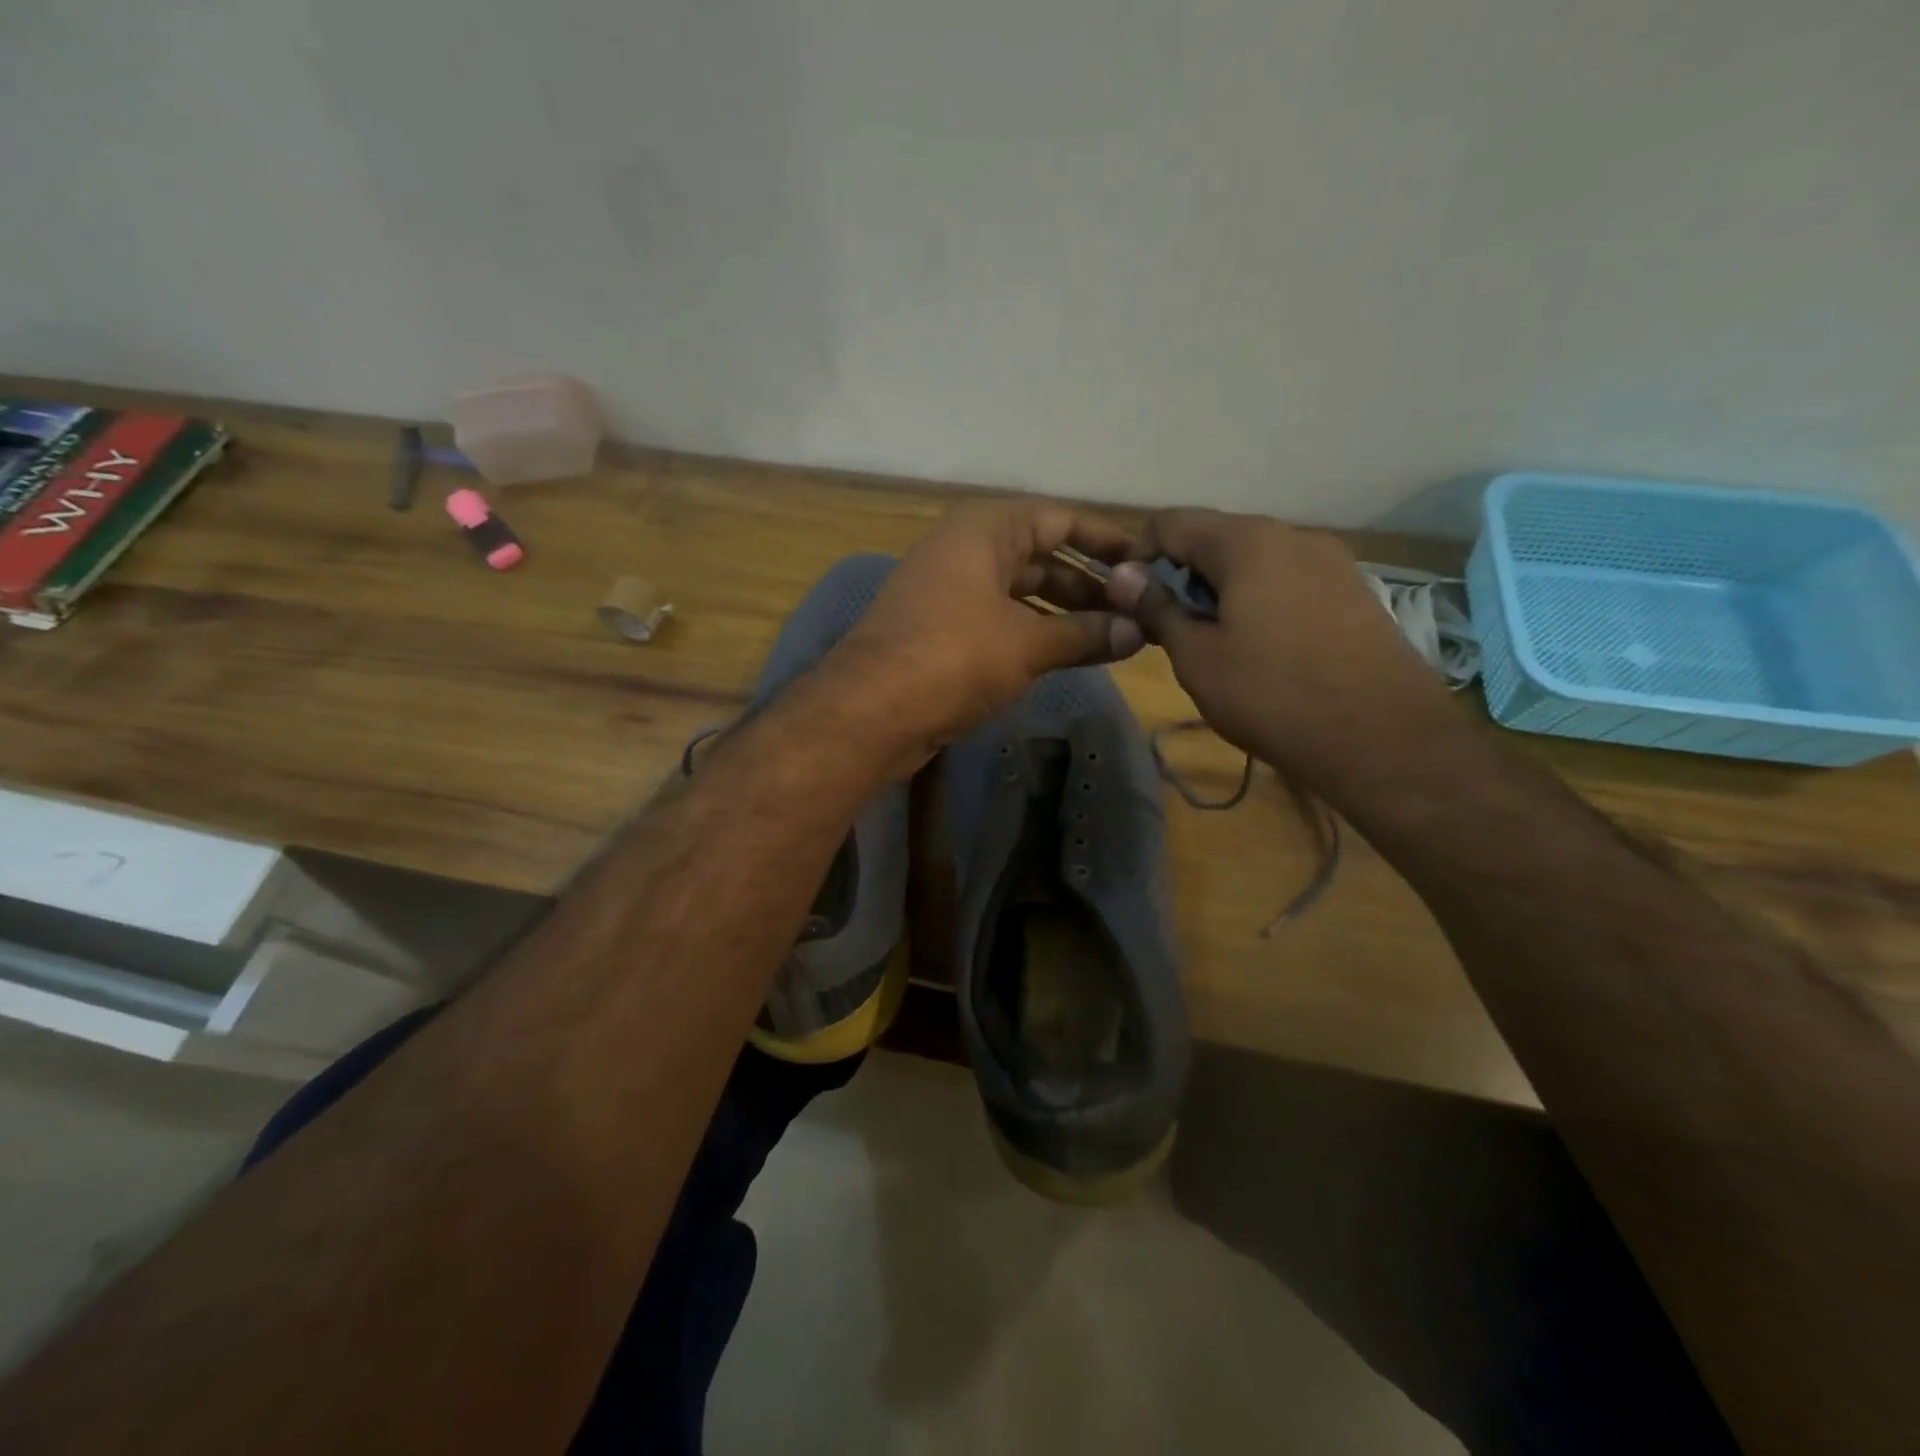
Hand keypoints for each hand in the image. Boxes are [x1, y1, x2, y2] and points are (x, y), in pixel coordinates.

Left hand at [823, 497, 1144, 765]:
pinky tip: (1064, 654)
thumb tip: (1139, 633)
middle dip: (1088, 584)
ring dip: (1063, 613)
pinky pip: (999, 620)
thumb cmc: (955, 657)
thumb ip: (1085, 635)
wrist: (871, 710)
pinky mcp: (940, 631)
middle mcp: (965, 551)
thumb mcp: (1027, 644)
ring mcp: (948, 592)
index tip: (1145, 562)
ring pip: (1019, 593)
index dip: (1105, 539)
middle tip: (1134, 611)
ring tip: (1110, 637)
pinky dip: (1032, 633)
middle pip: (1040, 556)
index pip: (1059, 518)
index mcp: (984, 530)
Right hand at [1106, 509, 1454, 785]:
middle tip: (1169, 628)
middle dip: (1182, 575)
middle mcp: (1293, 535)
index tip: (1129, 601)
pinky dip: (1260, 600)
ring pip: (1255, 560)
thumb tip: (1123, 576)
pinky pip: (1290, 581)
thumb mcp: (1197, 657)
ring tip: (1215, 642)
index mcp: (1247, 541)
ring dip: (1221, 589)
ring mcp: (1332, 562)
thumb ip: (1157, 608)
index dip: (1138, 556)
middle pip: (1216, 537)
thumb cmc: (1271, 695)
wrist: (1382, 739)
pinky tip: (1262, 648)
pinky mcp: (1355, 592)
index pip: (1171, 523)